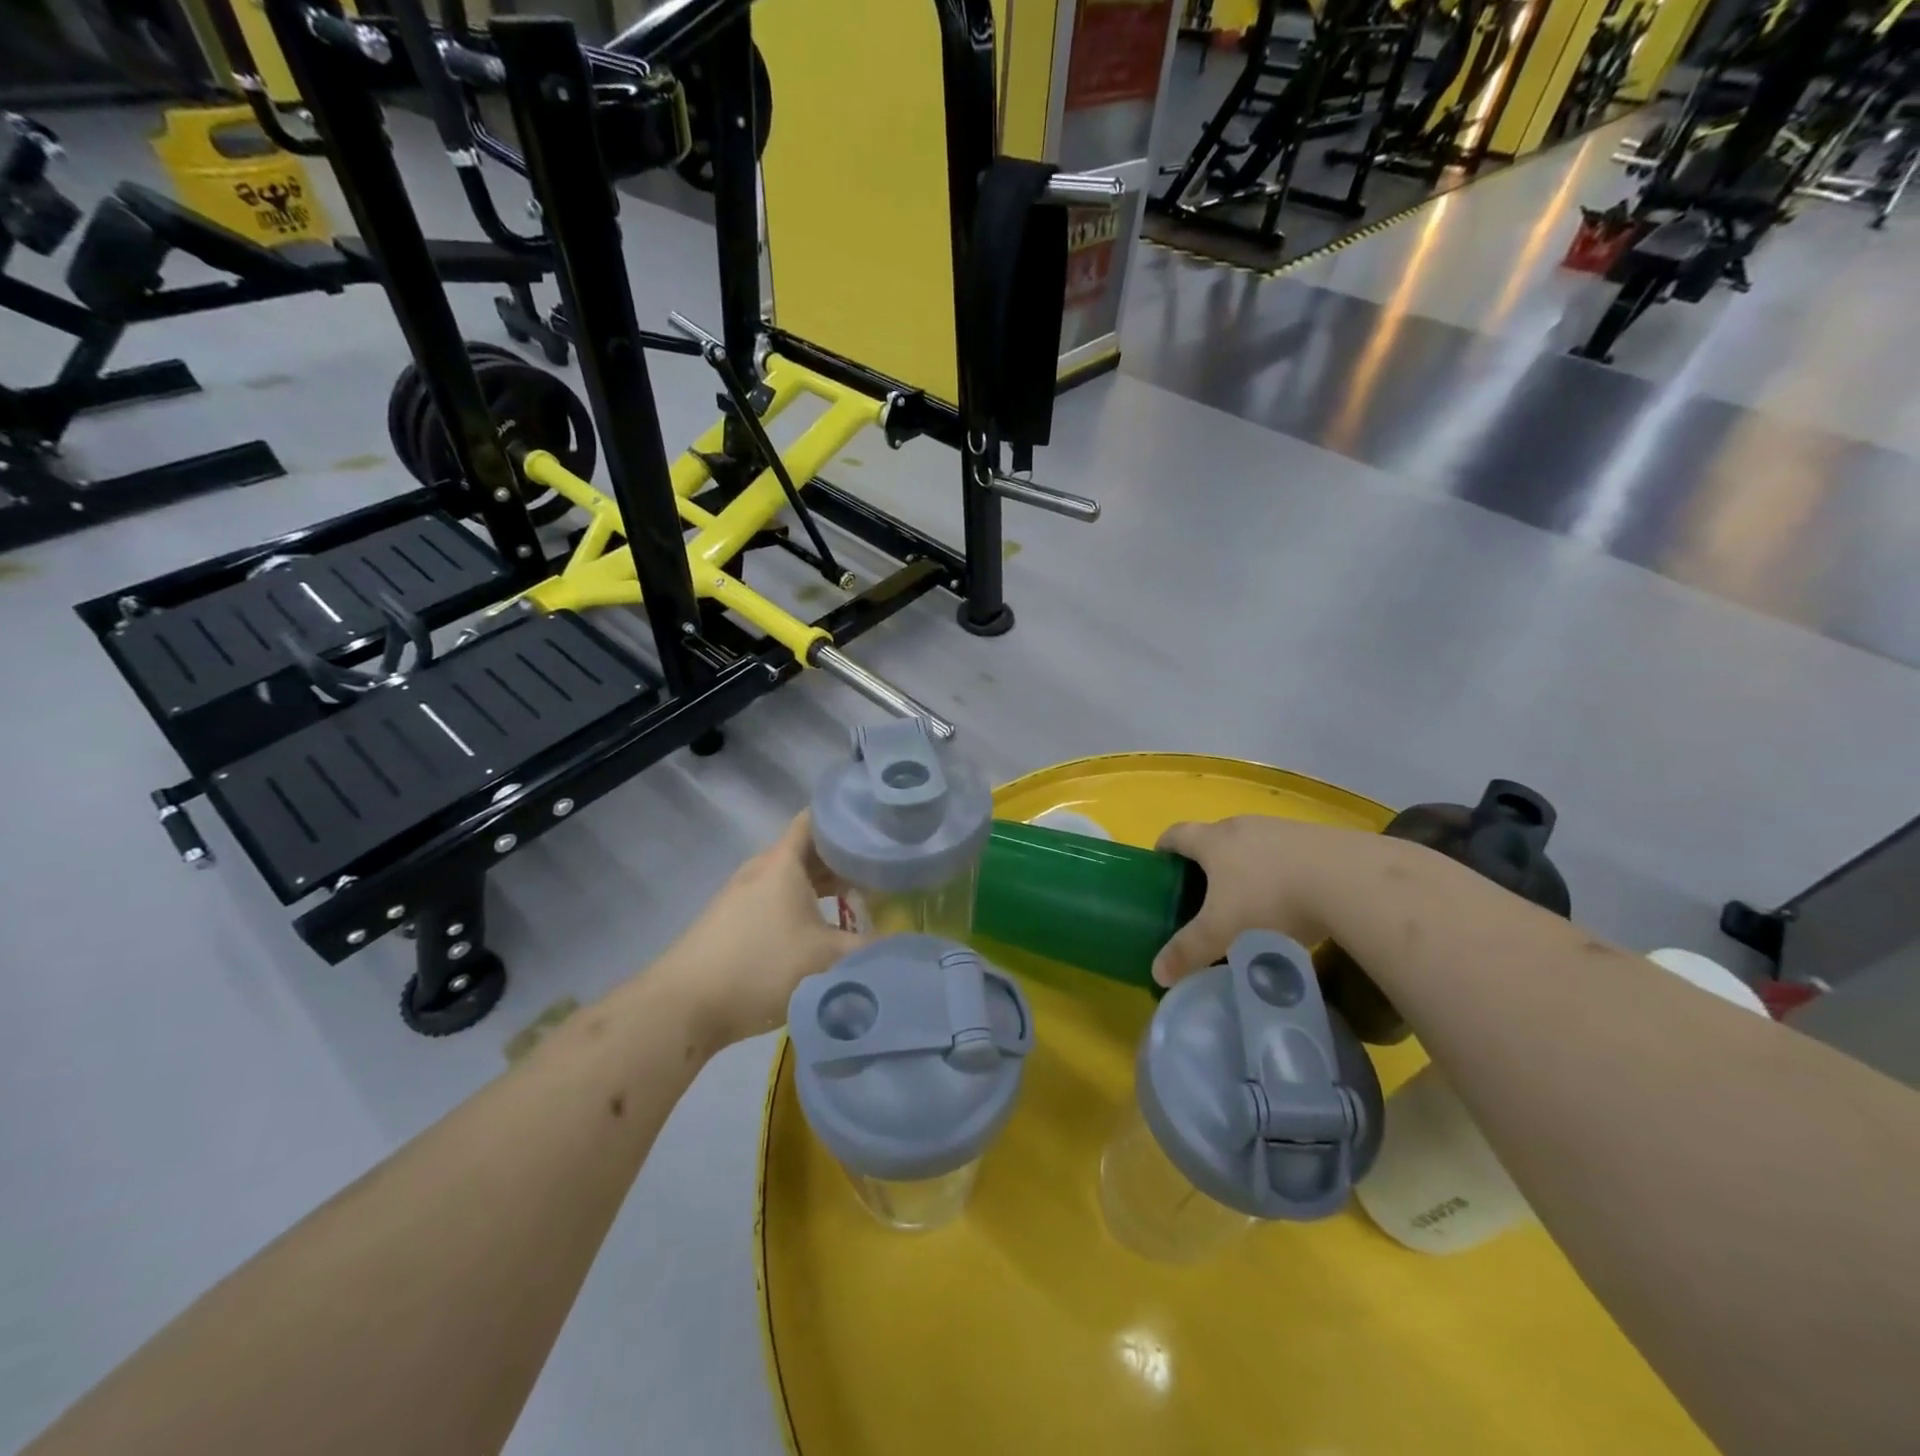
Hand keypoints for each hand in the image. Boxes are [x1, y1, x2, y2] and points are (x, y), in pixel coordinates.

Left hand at [654, 814, 863, 1050]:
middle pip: (807, 850)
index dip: (846, 817)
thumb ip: (870, 950)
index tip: (879, 824)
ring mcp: (742, 896)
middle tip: (882, 867)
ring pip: (791, 878)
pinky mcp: (732, 922)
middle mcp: (761, 870)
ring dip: (823, 885)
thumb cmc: (759, 966)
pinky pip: (777, 900)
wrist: (683, 1006)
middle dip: (843, 857)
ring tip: (860, 898)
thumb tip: (908, 946)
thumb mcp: (825, 959)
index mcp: (782, 862)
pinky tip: (820, 930)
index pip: (816, 819)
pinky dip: (803, 905)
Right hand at [1152, 816, 1382, 985]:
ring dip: (1247, 866)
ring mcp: (1282, 828)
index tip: (1160, 865)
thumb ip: (1187, 952)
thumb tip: (1157, 973)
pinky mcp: (1317, 838)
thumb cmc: (1270, 900)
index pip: (1176, 834)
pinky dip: (1281, 871)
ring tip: (1252, 902)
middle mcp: (1243, 826)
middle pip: (1214, 836)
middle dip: (1206, 862)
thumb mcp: (1221, 932)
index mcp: (1213, 841)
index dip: (1164, 847)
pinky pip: (1287, 852)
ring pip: (1253, 844)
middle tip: (1205, 895)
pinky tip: (1295, 901)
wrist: (1349, 880)